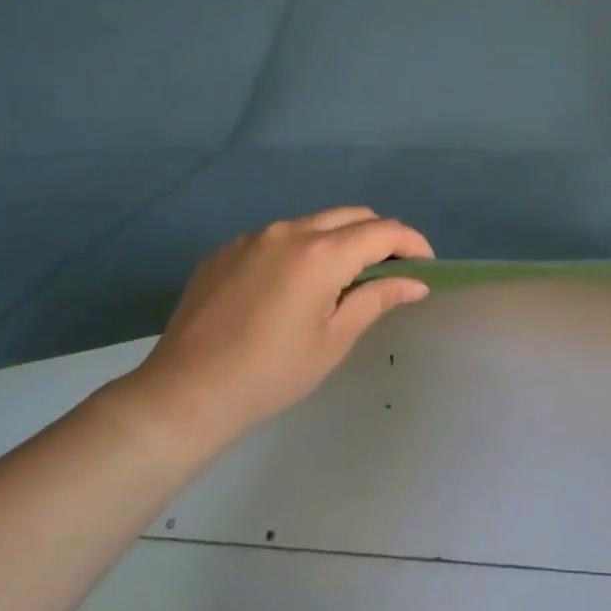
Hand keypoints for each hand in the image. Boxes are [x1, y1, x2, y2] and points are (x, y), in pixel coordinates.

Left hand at [123, 207, 433, 454]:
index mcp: (322, 253)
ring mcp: (254, 237)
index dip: (412, 243)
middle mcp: (290, 231)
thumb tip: (416, 282)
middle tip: (390, 271)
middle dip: (380, 236)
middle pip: (352, 216)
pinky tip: (291, 289)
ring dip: (340, 241)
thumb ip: (378, 299)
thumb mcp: (334, 340)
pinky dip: (301, 250)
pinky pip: (278, 237)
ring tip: (342, 280)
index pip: (384, 231)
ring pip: (314, 223)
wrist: (185, 394)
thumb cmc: (271, 373)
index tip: (425, 266)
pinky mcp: (227, 250)